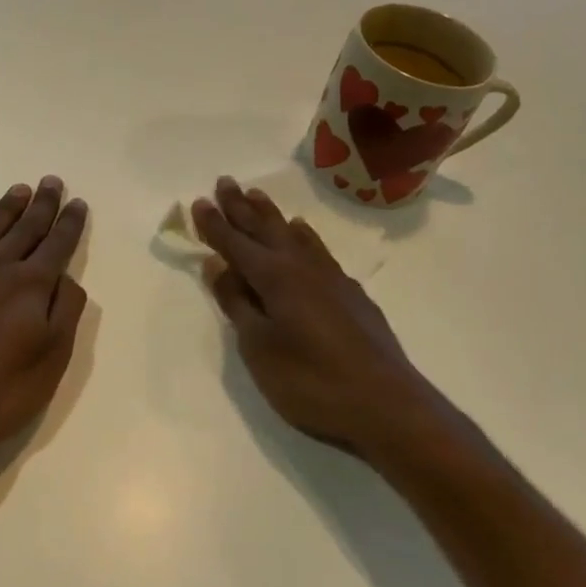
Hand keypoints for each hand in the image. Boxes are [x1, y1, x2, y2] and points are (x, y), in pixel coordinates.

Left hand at [0, 177, 88, 475]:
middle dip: (42, 205)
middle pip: (24, 230)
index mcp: (29, 288)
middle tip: (51, 181)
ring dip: (5, 209)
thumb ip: (64, 314)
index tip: (78, 202)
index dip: (69, 224)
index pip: (57, 247)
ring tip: (20, 189)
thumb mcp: (48, 364)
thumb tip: (65, 277)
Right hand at [192, 176, 432, 455]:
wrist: (385, 404)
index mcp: (274, 277)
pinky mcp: (351, 292)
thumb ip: (237, 303)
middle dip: (241, 206)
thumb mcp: (258, 347)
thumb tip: (216, 264)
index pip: (235, 243)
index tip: (200, 201)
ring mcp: (330, 277)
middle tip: (226, 182)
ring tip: (257, 196)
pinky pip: (317, 248)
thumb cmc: (310, 380)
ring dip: (271, 214)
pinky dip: (303, 235)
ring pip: (293, 233)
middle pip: (265, 228)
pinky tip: (303, 232)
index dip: (215, 224)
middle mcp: (301, 266)